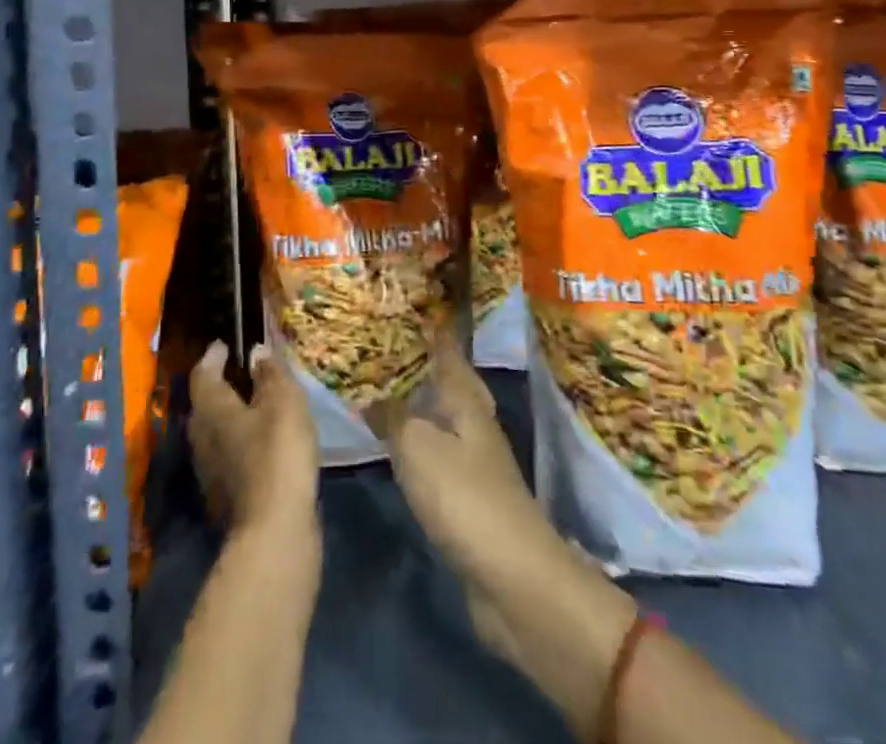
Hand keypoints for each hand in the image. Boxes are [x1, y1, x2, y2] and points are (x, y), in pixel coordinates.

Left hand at [189, 340, 320, 545]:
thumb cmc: (277, 453)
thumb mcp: (284, 402)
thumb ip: (270, 373)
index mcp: (211, 409)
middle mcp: (201, 438)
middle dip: (219, 387)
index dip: (214, 356)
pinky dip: (239, 443)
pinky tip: (259, 443)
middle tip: (239, 373)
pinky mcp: (224, 498)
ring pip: (214, 433)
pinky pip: (227, 456)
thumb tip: (256, 351)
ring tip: (253, 406)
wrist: (275, 531)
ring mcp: (209, 472)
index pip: (204, 374)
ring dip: (229, 417)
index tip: (225, 345)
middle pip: (204, 405)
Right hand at [379, 343, 641, 735]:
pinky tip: (400, 445)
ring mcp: (475, 461)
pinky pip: (438, 452)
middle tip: (392, 346)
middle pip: (451, 382)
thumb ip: (393, 418)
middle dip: (427, 363)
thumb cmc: (465, 498)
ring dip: (421, 402)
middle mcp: (474, 423)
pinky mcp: (469, 497)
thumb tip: (372, 397)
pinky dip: (419, 440)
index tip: (415, 306)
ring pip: (444, 417)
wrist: (513, 579)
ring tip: (386, 387)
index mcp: (467, 401)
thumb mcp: (418, 448)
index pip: (448, 352)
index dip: (433, 330)